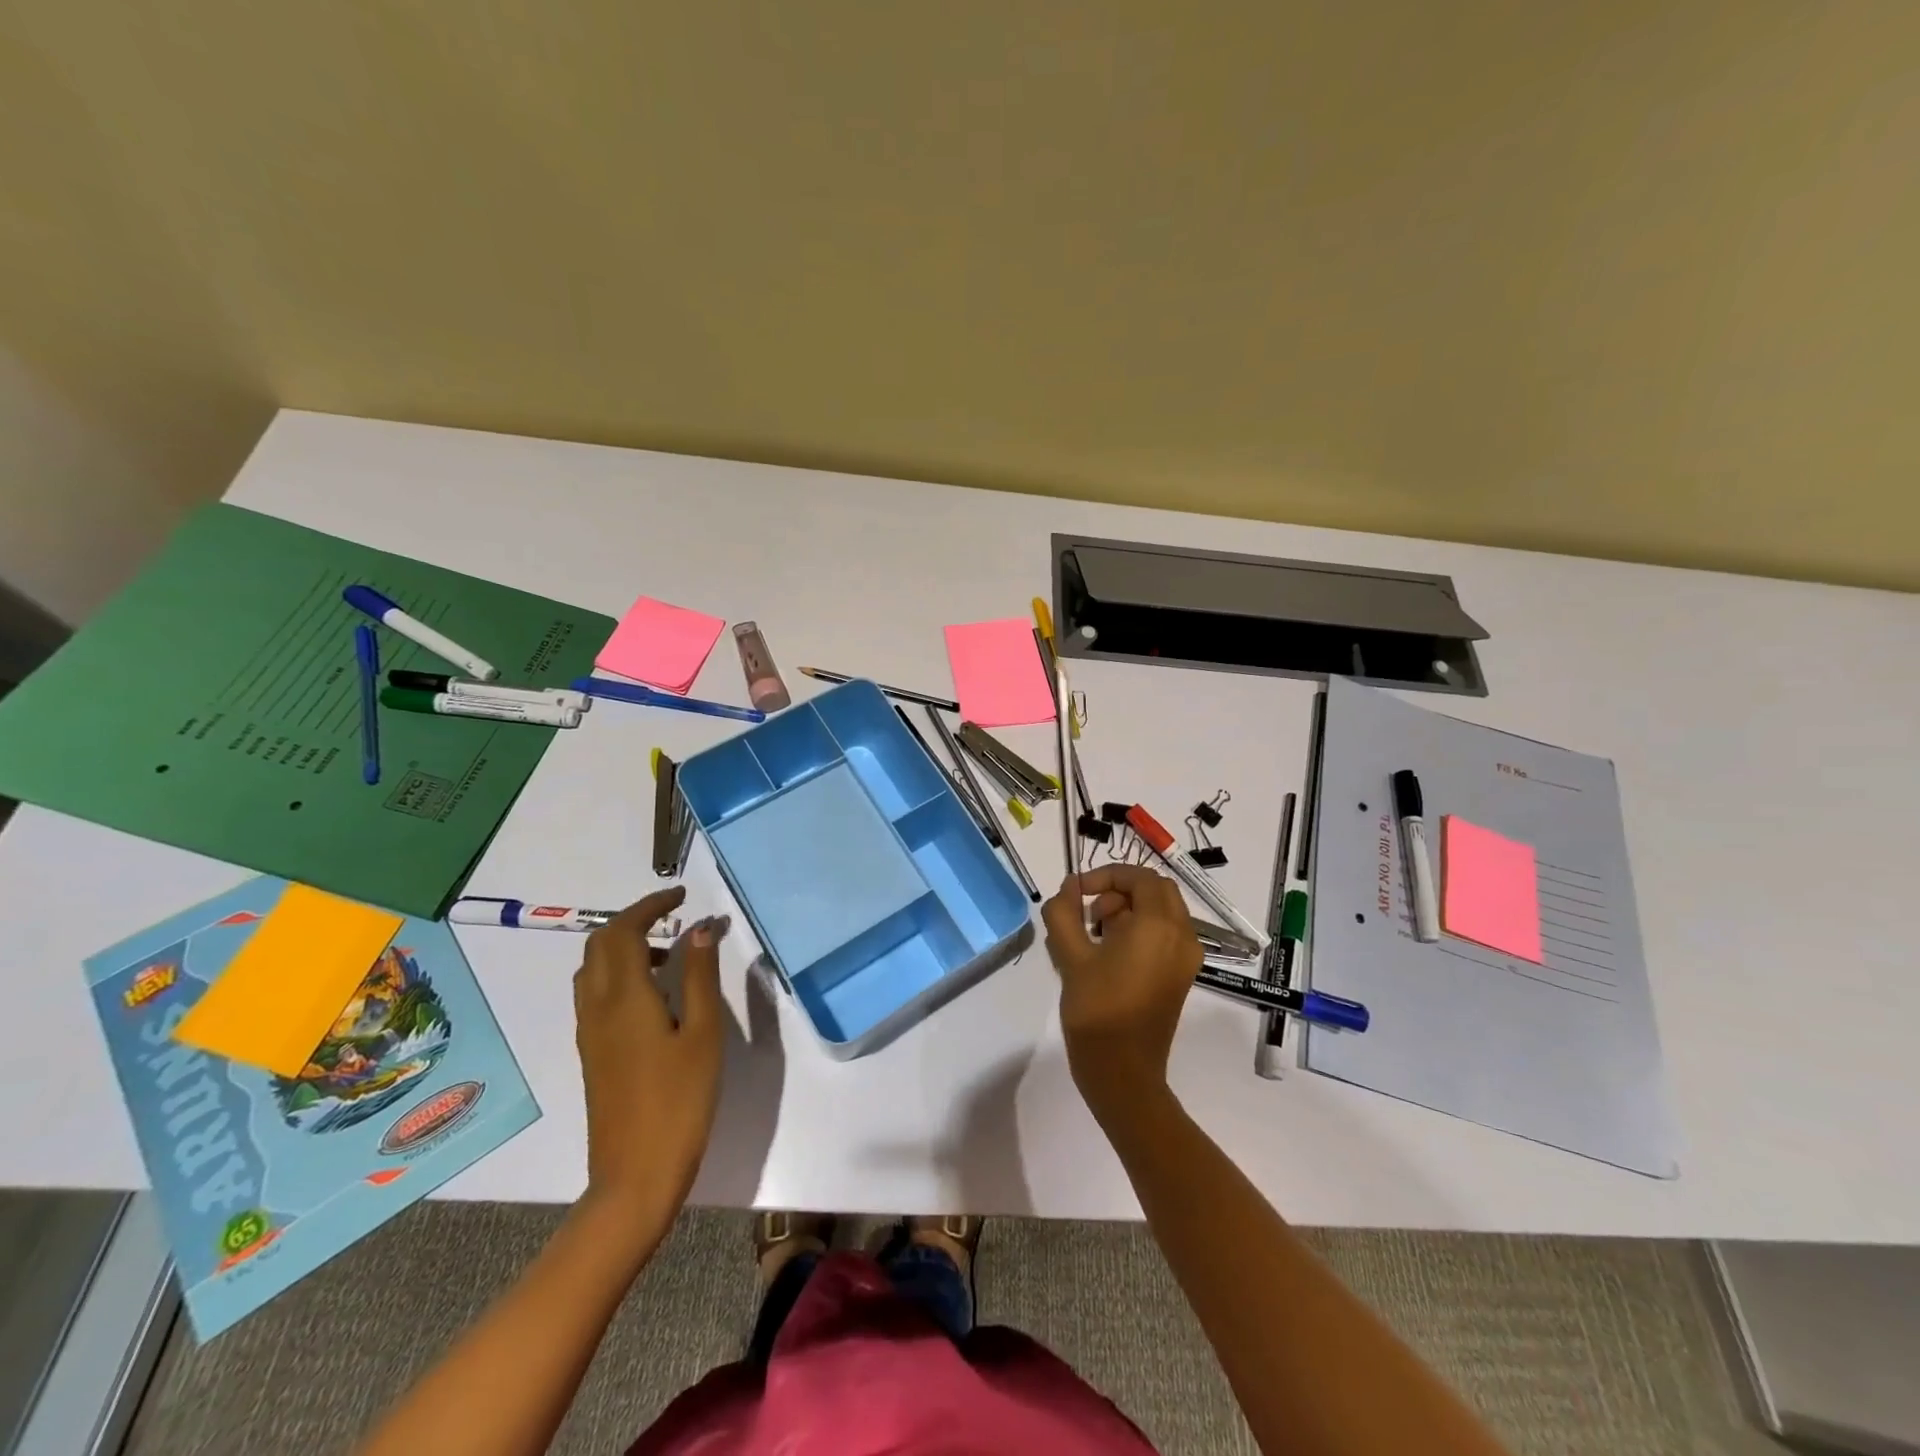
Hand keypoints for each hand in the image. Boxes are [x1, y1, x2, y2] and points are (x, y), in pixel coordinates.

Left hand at [572, 888, 728, 1232]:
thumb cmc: (679, 1101)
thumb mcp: (703, 1034)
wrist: (635, 1176)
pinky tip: (654, 993)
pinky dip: (620, 972)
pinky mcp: (592, 1053)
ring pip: (594, 968)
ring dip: (625, 946)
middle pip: (601, 944)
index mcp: (625, 997)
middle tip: (675, 916)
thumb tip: (702, 927)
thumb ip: (699, 976)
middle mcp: (597, 1007)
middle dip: (635, 920)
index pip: (625, 931)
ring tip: (671, 953)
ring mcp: (590, 1032)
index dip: (651, 905)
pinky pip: (595, 993)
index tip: (682, 895)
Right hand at [1041, 864, 1202, 1121]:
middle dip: (1119, 891)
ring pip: (1161, 912)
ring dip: (1128, 910)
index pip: (1140, 877)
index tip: (1077, 892)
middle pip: (1155, 891)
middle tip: (1089, 914)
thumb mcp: (1070, 956)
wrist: (1123, 1072)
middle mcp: (1182, 936)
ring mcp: (1185, 958)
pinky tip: (1108, 955)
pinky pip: (1165, 935)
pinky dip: (1140, 930)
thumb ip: (1064, 912)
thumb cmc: (1096, 1010)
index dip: (1106, 875)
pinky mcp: (1181, 976)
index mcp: (1159, 926)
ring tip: (1093, 937)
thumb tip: (1069, 889)